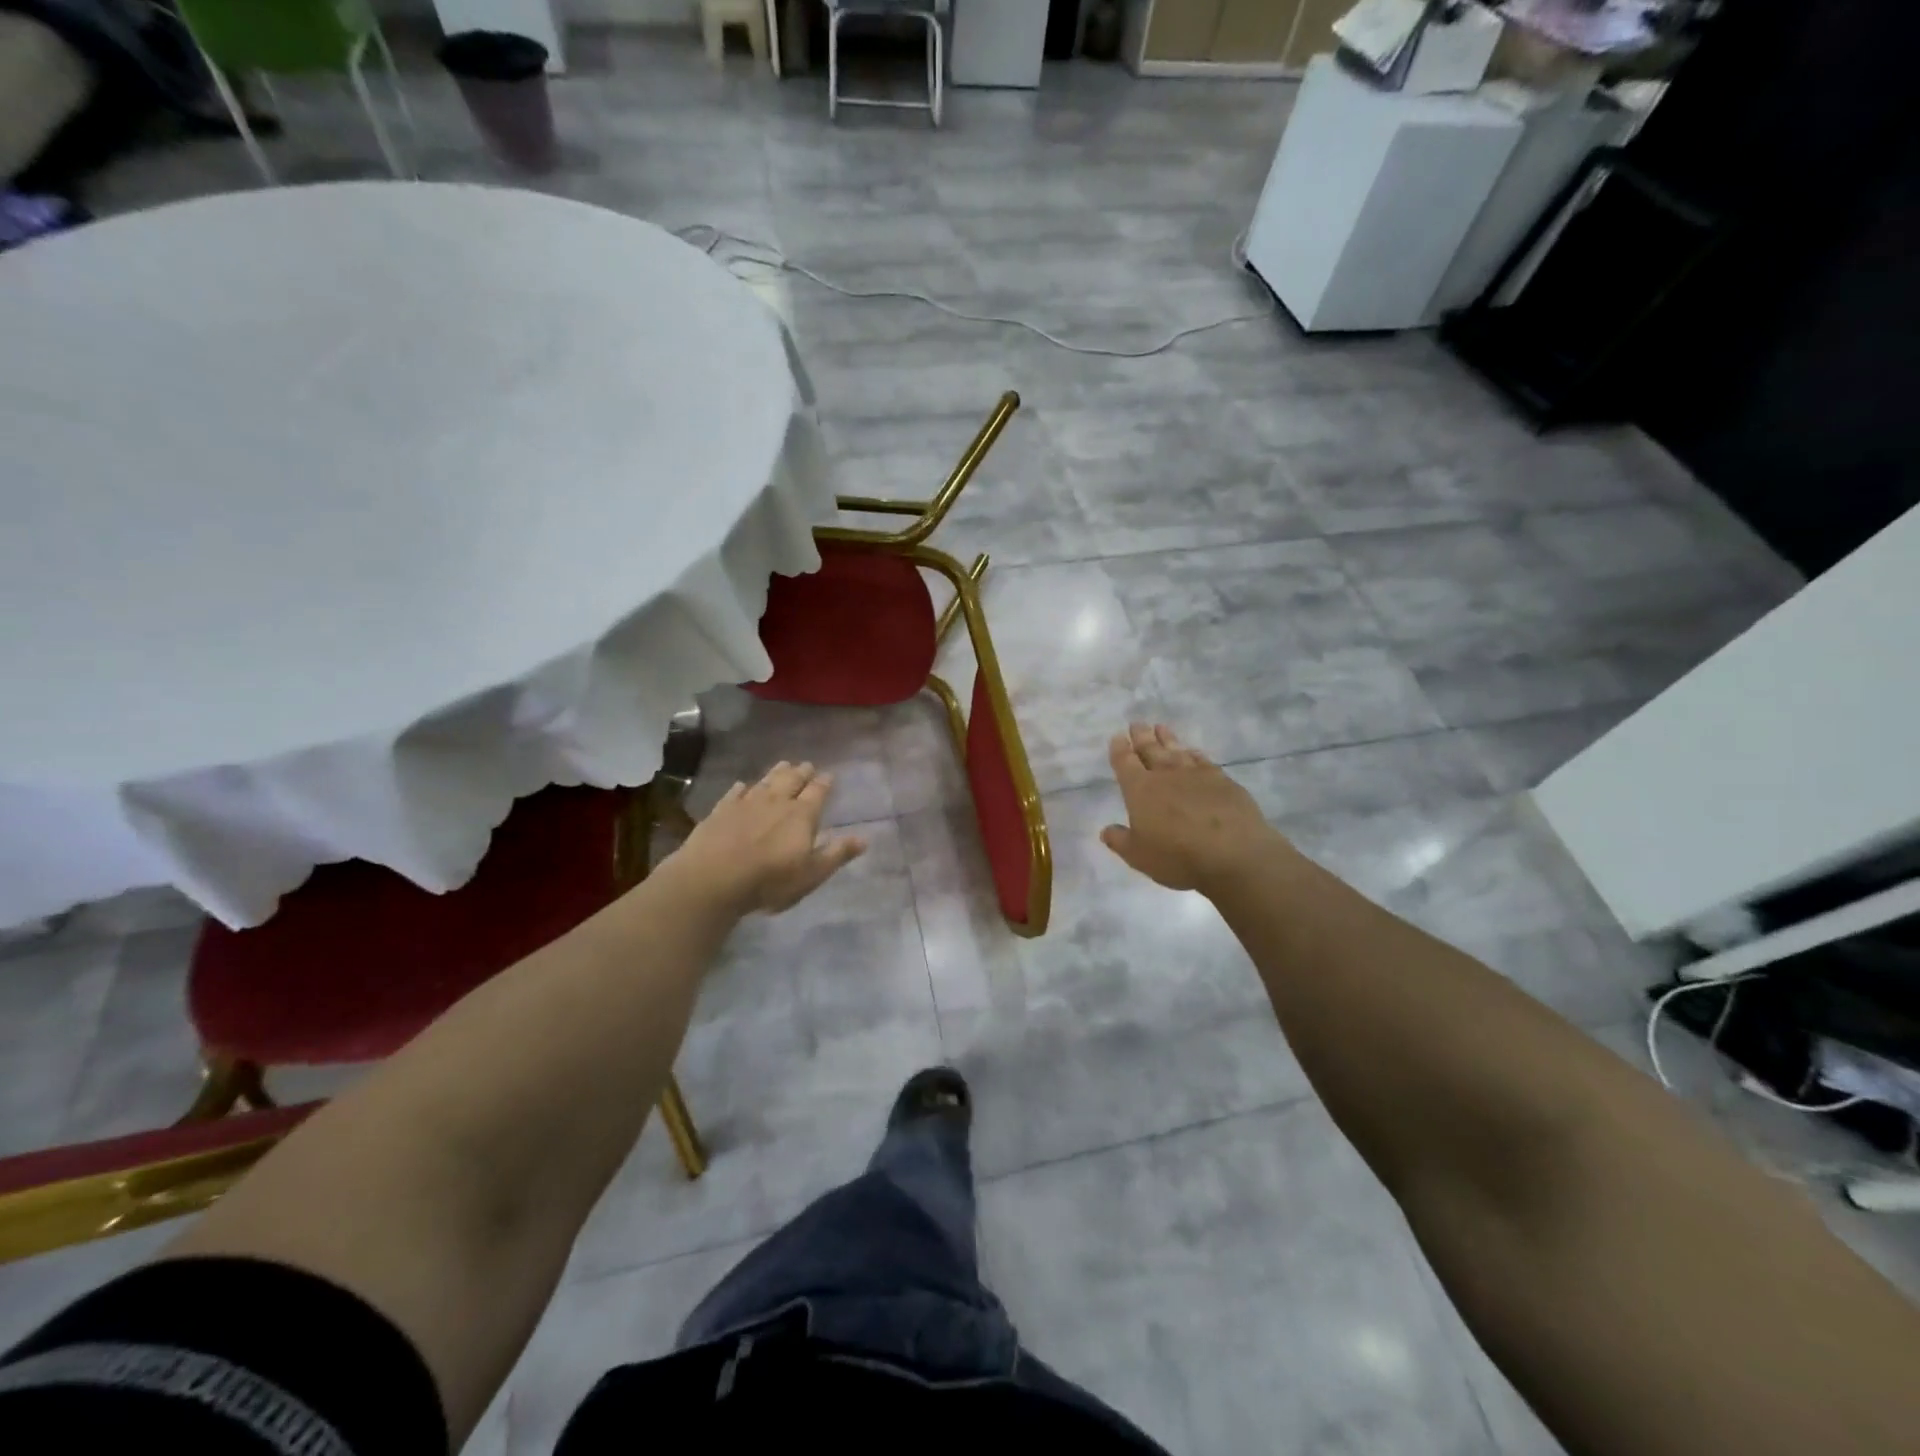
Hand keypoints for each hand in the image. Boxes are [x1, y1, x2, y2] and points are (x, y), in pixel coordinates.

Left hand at [674, 761, 866, 913]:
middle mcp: (776, 802)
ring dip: (776, 772)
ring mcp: (746, 803)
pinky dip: (742, 788)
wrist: (713, 878)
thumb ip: (836, 854)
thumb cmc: (769, 880)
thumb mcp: (811, 873)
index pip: (817, 792)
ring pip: (765, 782)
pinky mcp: (721, 811)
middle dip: (801, 772)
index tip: (829, 774)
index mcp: (802, 815)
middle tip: (807, 764)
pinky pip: (735, 793)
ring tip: (783, 764)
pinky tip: (742, 785)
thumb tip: (864, 838)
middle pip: (791, 780)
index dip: (824, 783)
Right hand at [1100, 723, 1288, 894]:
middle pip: (1150, 749)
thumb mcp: (1138, 856)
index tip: (1117, 737)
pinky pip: (1203, 760)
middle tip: (1137, 723)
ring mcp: (1196, 774)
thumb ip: (1120, 841)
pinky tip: (1192, 751)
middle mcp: (1166, 775)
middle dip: (1141, 736)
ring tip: (1161, 727)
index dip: (1119, 749)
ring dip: (1167, 738)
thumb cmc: (1178, 856)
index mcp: (1140, 789)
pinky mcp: (1222, 780)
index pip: (1125, 762)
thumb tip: (1106, 830)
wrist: (1234, 853)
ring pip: (1176, 750)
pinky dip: (1194, 753)